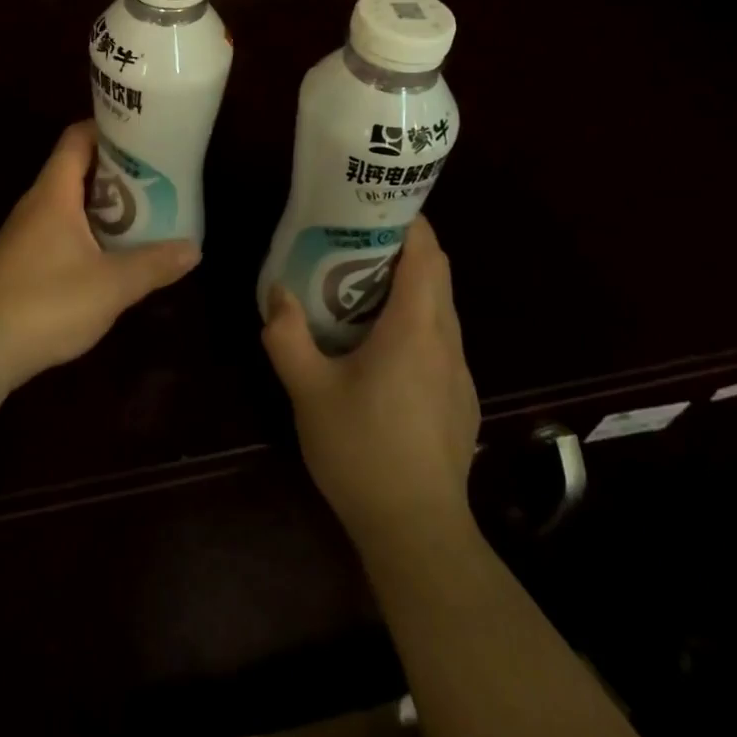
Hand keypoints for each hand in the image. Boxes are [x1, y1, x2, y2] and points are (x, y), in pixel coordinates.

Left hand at [0, 121, 200, 390]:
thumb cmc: (46, 302)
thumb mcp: (111, 284)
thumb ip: (153, 264)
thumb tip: (194, 248)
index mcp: (54, 192)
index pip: (77, 138)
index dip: (108, 129)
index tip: (143, 133)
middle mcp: (36, 203)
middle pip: (77, 168)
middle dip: (116, 170)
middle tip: (156, 176)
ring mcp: (25, 232)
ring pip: (69, 202)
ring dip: (104, 203)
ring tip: (145, 211)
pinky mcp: (22, 261)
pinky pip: (60, 229)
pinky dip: (88, 230)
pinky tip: (112, 253)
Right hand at [262, 216, 480, 549]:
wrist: (417, 532)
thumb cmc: (362, 451)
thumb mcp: (308, 391)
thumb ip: (286, 335)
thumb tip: (276, 293)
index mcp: (415, 328)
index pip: (426, 254)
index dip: (408, 221)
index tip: (374, 205)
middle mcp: (446, 340)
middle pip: (437, 273)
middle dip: (404, 247)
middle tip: (356, 239)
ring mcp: (459, 371)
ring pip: (441, 306)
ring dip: (410, 284)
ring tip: (361, 285)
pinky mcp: (460, 397)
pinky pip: (441, 337)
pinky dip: (417, 318)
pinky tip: (382, 345)